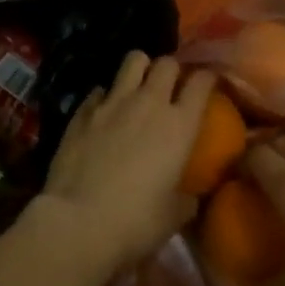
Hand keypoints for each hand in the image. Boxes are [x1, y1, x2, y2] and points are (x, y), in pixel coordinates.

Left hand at [40, 52, 213, 274]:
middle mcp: (150, 103)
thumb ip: (188, 198)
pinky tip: (103, 113)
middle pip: (167, 63)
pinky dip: (105, 97)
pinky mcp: (82, 113)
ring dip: (140, 69)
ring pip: (133, 60)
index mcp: (180, 124)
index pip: (202, 81)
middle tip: (171, 87)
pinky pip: (99, 91)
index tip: (208, 86)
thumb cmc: (135, 222)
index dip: (208, 78)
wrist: (76, 224)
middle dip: (172, 70)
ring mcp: (113, 103)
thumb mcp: (174, 216)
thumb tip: (191, 196)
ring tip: (138, 86)